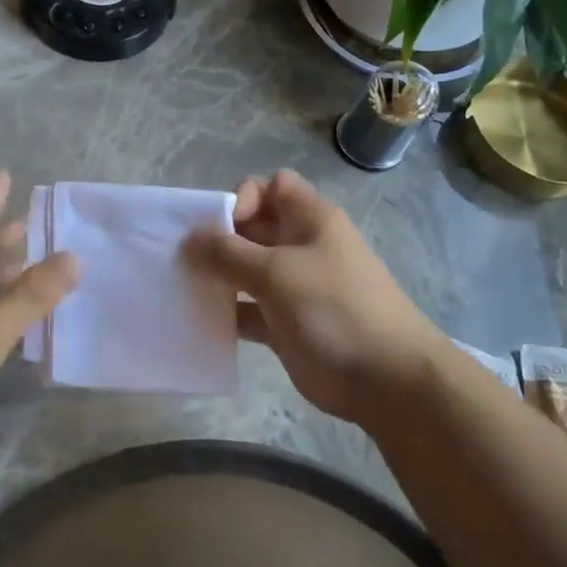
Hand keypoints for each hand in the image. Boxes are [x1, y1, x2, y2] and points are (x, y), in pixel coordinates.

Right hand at [184, 169, 445, 423]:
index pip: (271, 187)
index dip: (244, 199)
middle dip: (217, 238)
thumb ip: (227, 253)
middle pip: (251, 229)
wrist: (385, 379)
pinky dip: (225, 313)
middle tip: (181, 260)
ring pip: (245, 271)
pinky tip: (198, 321)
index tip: (223, 228)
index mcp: (310, 220)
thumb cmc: (334, 309)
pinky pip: (247, 310)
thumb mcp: (277, 272)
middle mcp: (301, 247)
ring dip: (216, 277)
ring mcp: (293, 287)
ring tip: (181, 288)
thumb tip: (189, 239)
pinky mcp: (285, 324)